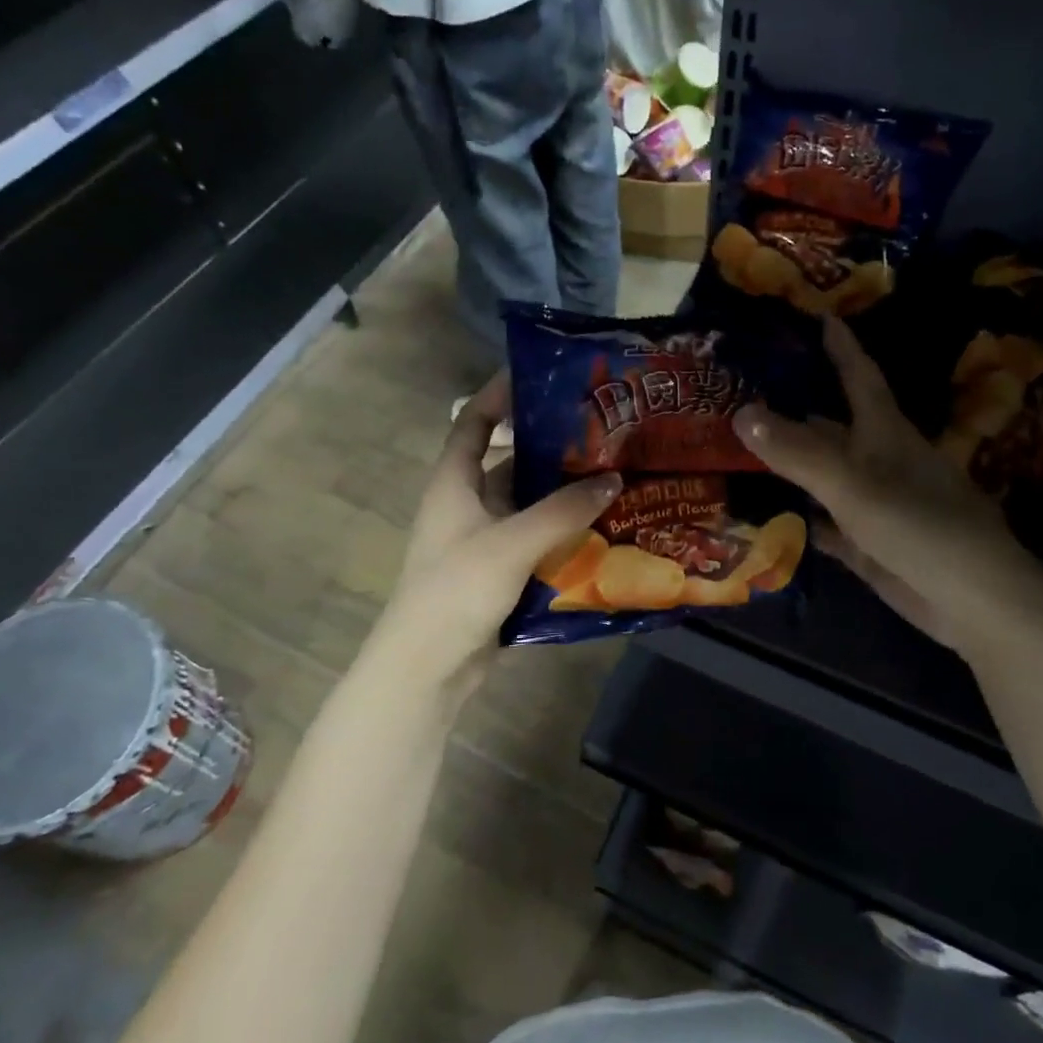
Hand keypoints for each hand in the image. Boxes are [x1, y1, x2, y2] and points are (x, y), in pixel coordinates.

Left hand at [368, 375, 621, 693]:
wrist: (428, 667)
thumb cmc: (457, 589)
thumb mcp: (512, 542)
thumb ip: (563, 510)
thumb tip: (613, 478)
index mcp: (454, 482)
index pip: (472, 421)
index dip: (498, 394)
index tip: (540, 376)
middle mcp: (465, 503)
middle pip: (507, 460)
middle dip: (547, 445)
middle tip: (596, 431)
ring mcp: (481, 538)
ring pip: (524, 501)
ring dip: (559, 491)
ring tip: (609, 474)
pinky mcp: (497, 570)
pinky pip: (533, 537)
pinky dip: (560, 529)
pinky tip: (598, 527)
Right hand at [734, 316, 1042, 650]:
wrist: (970, 598)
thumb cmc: (918, 525)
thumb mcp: (852, 483)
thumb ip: (797, 451)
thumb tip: (740, 412)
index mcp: (884, 431)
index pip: (858, 375)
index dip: (839, 345)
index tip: (816, 314)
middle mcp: (877, 459)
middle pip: (829, 425)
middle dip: (790, 409)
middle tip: (738, 395)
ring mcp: (871, 503)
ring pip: (820, 474)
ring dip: (785, 465)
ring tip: (733, 450)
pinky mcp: (865, 542)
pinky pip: (821, 522)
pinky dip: (794, 517)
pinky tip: (760, 514)